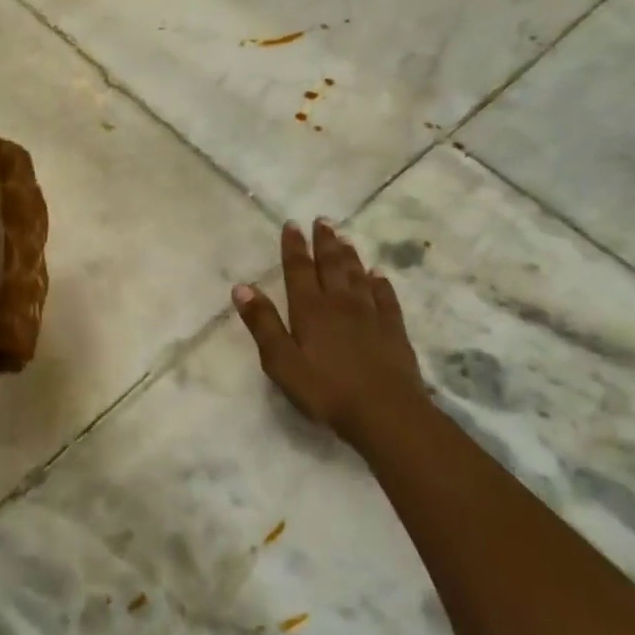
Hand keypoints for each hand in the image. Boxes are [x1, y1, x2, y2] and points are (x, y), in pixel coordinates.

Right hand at [231, 218, 424, 441]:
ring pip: (358, 276)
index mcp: (310, 309)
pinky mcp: (393, 330)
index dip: (294, 247)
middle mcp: (340, 303)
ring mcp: (370, 315)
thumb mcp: (281, 361)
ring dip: (349, 256)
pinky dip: (380, 283)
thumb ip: (263, 323)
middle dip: (324, 242)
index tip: (292, 225)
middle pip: (331, 266)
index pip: (299, 270)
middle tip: (322, 221)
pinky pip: (386, 298)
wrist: (386, 413)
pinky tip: (378, 275)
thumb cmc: (325, 389)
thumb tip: (242, 287)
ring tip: (345, 238)